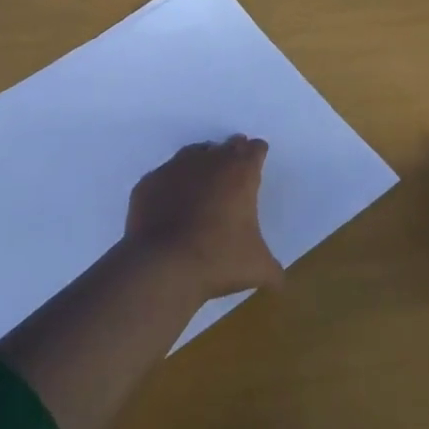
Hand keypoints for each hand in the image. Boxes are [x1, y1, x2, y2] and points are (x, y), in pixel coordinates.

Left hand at [123, 136, 283, 302]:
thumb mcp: (257, 268)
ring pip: (193, 154)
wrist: (162, 265)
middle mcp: (208, 162)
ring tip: (204, 176)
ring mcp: (174, 169)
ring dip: (202, 161)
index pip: (254, 150)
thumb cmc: (218, 260)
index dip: (257, 153)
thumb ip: (272, 270)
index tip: (258, 156)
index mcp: (240, 174)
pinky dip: (171, 183)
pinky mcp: (149, 183)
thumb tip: (280, 282)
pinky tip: (171, 199)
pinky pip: (164, 176)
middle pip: (226, 146)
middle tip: (235, 162)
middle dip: (233, 152)